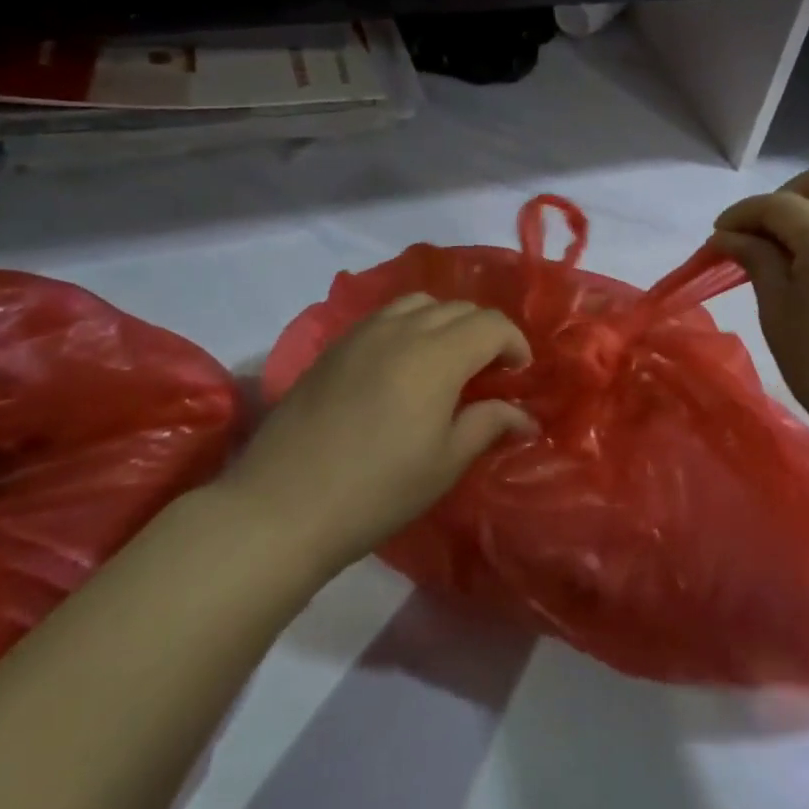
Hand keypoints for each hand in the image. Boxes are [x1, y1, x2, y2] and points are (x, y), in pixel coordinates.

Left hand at [228, 295, 535, 572]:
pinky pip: (386, 315)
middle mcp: (402, 329)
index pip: (492, 324)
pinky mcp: (335, 345)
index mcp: (437, 355)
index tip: (518, 375)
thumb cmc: (377, 490)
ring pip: (421, 303)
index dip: (514, 343)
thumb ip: (489, 424)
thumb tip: (524, 416)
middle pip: (459, 308)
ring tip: (447, 360)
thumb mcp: (445, 462)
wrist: (283, 505)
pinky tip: (403, 364)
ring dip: (446, 322)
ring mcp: (363, 332)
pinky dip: (410, 325)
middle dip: (485, 332)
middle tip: (489, 373)